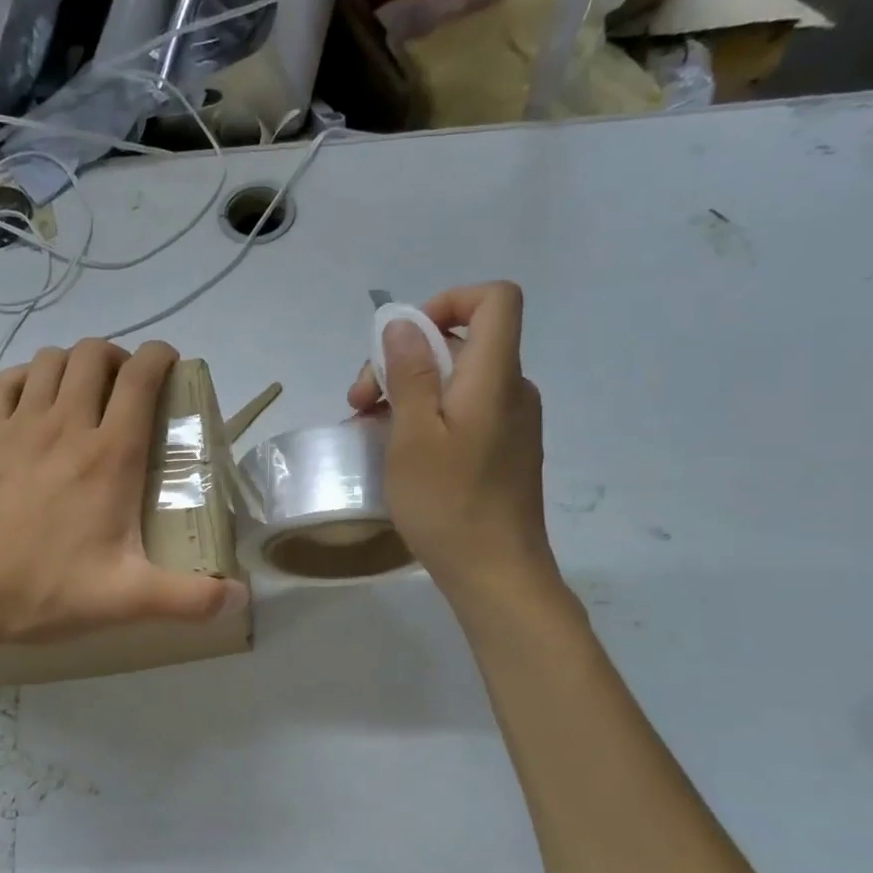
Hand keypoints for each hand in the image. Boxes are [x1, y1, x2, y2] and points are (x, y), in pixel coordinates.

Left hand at [0, 339, 246, 648]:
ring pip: (52, 360)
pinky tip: (34, 402)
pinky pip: (7, 380)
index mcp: (110, 456)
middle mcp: (66, 425)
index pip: (141, 378)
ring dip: (75, 364)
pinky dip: (28, 377)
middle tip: (127, 388)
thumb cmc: (46, 591)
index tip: (170, 365)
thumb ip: (190, 598)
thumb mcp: (128, 600)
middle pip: (95, 355)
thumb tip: (242, 598)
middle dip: (119, 357)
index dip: (161, 357)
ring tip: (85, 392)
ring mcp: (18, 425)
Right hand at [347, 283, 562, 612]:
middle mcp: (512, 389)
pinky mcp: (504, 450)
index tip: (403, 340)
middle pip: (462, 342)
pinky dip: (429, 417)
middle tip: (360, 402)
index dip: (448, 301)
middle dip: (405, 359)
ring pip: (457, 380)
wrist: (496, 573)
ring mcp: (511, 422)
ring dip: (409, 392)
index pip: (495, 299)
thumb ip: (409, 374)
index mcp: (495, 376)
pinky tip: (398, 450)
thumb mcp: (413, 436)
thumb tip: (403, 324)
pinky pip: (465, 412)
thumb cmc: (448, 504)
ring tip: (369, 429)